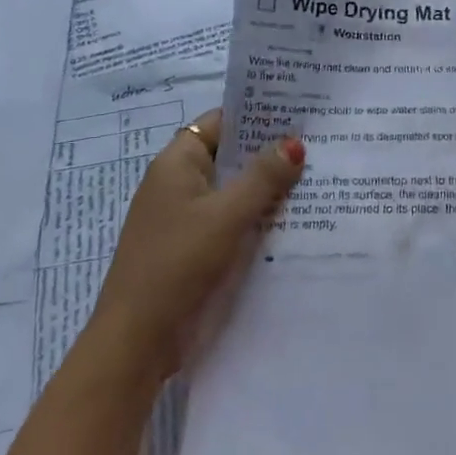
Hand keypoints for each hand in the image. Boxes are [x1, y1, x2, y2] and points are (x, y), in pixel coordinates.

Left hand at [88, 111, 304, 384]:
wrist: (137, 341)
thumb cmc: (179, 263)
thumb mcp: (227, 215)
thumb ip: (263, 177)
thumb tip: (294, 142)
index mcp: (176, 163)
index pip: (220, 122)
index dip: (256, 115)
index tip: (298, 113)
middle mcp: (178, 183)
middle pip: (229, 156)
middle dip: (269, 152)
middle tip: (319, 143)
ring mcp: (184, 217)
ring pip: (232, 190)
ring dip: (266, 188)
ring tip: (316, 177)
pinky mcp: (192, 248)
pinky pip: (229, 219)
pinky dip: (255, 216)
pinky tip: (292, 220)